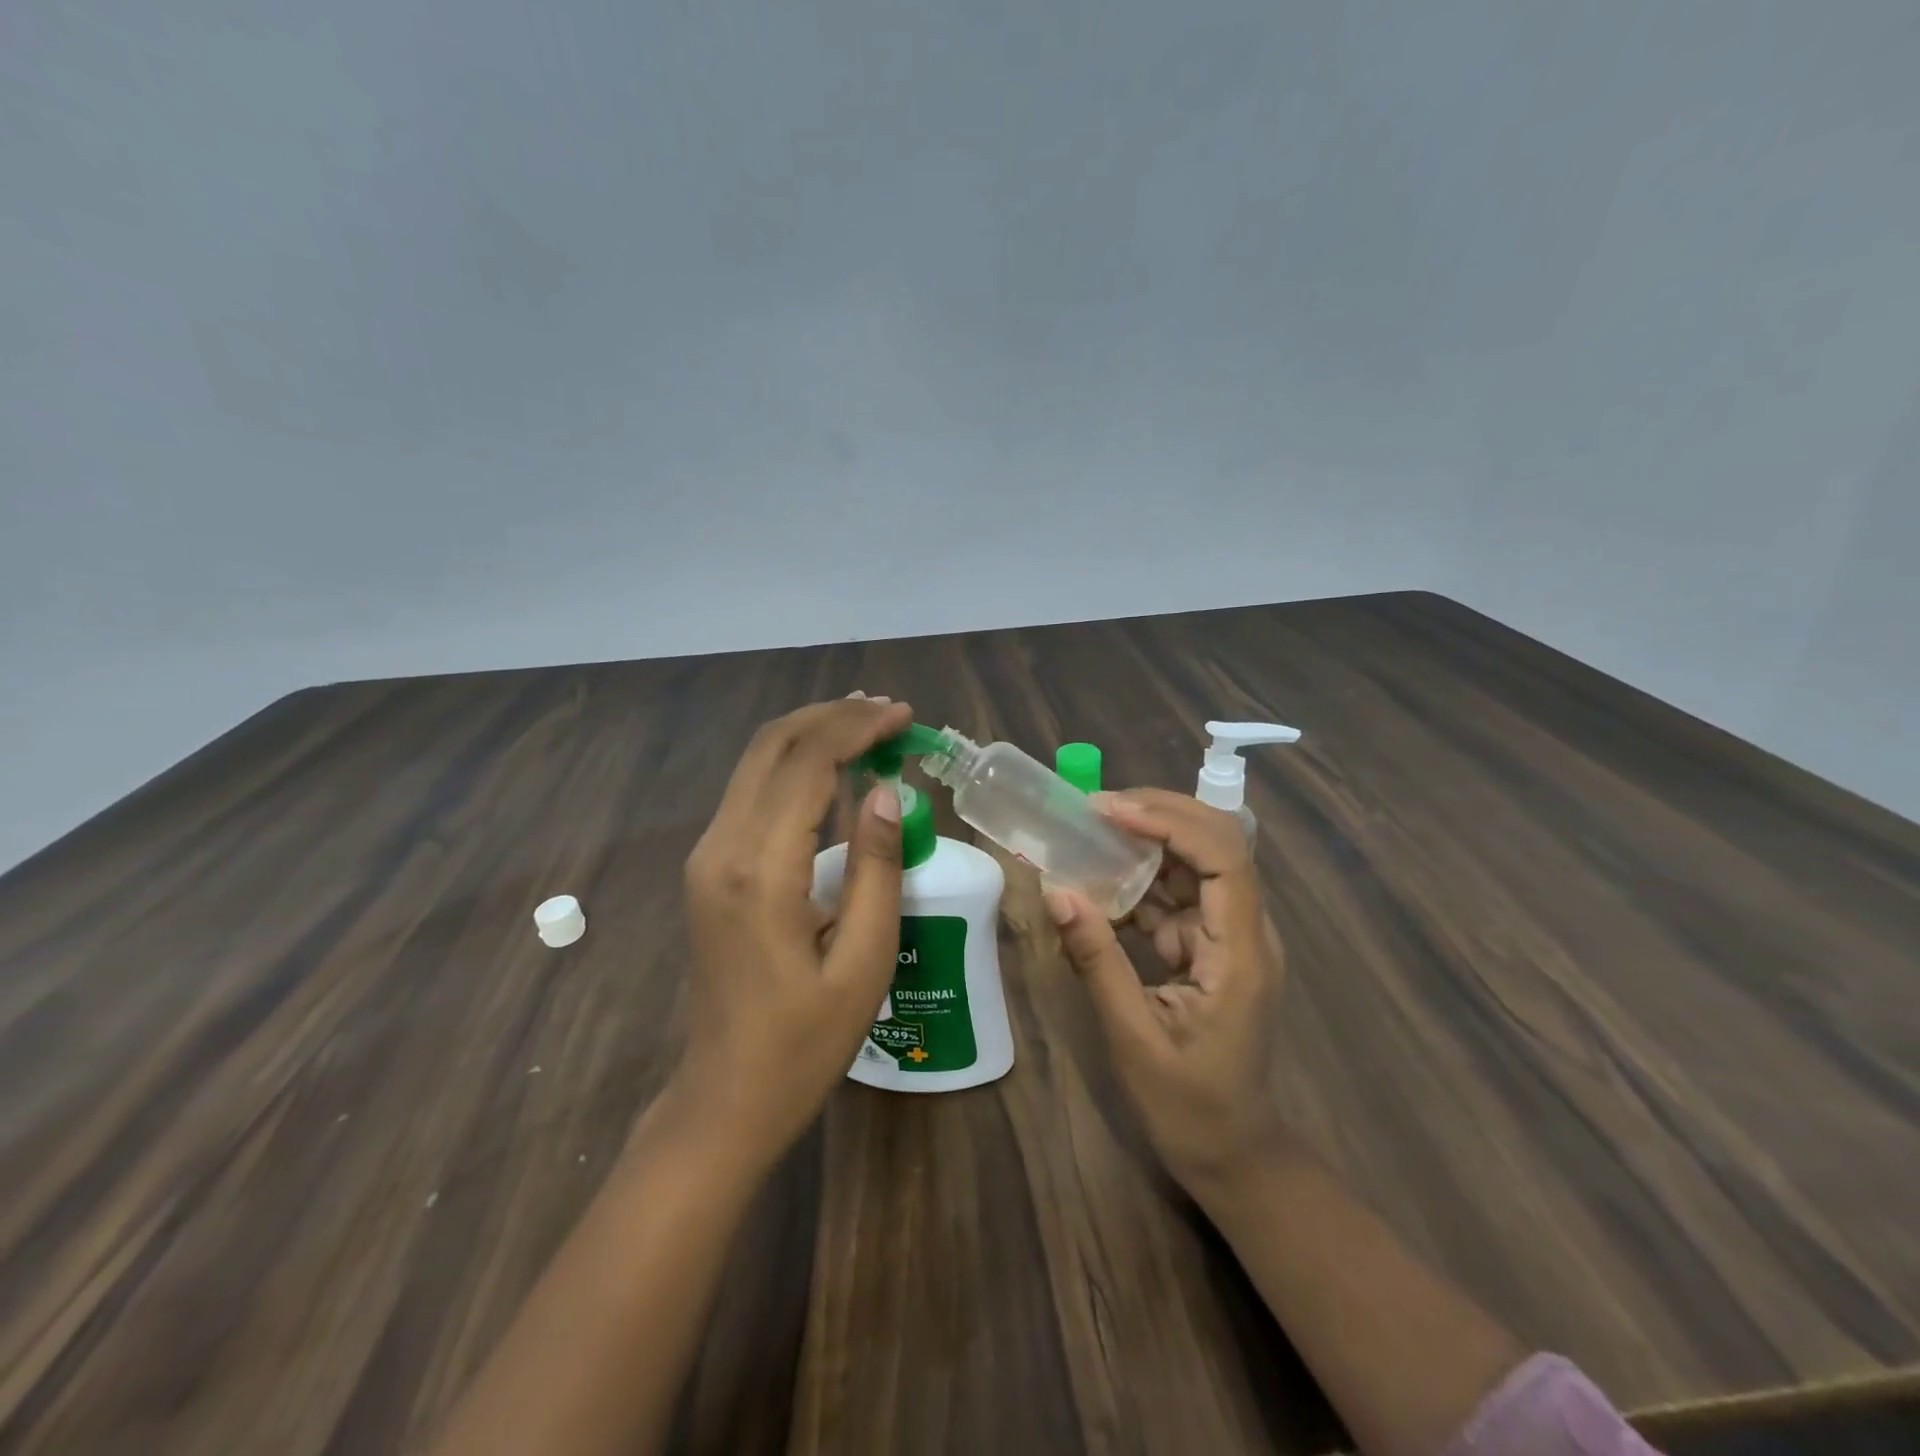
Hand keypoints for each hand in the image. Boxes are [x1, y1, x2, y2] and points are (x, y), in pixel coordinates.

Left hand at [677, 695, 913, 1163]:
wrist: (725, 1096)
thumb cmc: (805, 1041)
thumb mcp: (863, 960)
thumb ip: (875, 867)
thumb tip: (886, 791)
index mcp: (760, 871)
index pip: (807, 764)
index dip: (857, 728)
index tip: (904, 715)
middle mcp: (721, 848)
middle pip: (771, 746)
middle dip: (831, 716)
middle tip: (887, 711)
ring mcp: (707, 856)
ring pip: (756, 763)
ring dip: (812, 735)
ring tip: (869, 727)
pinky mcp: (709, 867)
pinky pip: (752, 793)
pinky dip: (794, 767)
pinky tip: (834, 772)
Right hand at [1044, 790, 1287, 1195]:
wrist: (1232, 1153)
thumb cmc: (1188, 1105)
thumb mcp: (1133, 1035)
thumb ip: (1097, 959)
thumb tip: (1057, 891)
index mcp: (1241, 953)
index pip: (1223, 858)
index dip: (1171, 822)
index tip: (1109, 811)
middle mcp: (1245, 931)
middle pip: (1217, 843)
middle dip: (1160, 813)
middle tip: (1096, 806)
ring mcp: (1229, 936)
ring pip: (1196, 863)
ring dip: (1147, 839)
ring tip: (1091, 827)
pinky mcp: (1210, 946)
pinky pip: (1177, 895)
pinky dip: (1139, 879)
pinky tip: (1100, 877)